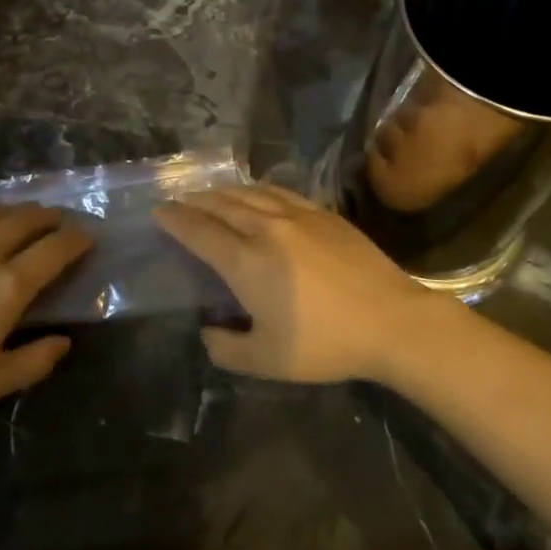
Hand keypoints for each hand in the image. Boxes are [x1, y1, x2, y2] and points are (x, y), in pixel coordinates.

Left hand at [0, 203, 90, 423]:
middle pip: (25, 220)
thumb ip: (36, 361)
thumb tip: (65, 341)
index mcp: (8, 286)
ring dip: (12, 210)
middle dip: (49, 216)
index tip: (88, 235)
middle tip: (58, 219)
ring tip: (20, 214)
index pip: (55, 250)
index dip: (77, 239)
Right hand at [156, 184, 464, 383]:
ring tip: (208, 194)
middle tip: (177, 200)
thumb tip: (208, 331)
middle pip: (220, 205)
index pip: (199, 231)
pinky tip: (255, 192)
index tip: (159, 212)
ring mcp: (297, 215)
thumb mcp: (267, 361)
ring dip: (222, 191)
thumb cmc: (326, 344)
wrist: (391, 320)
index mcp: (246, 261)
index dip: (175, 219)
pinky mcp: (323, 213)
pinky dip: (256, 189)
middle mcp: (265, 228)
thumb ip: (227, 348)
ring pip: (249, 193)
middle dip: (193, 201)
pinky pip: (279, 192)